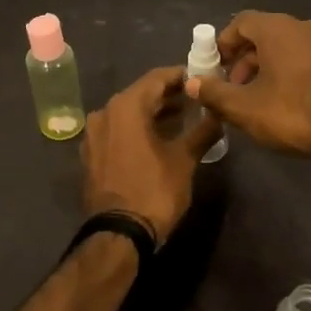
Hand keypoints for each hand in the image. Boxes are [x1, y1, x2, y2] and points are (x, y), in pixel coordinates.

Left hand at [81, 66, 222, 242]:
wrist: (119, 234)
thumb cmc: (154, 190)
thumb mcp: (184, 159)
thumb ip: (203, 131)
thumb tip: (219, 115)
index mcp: (125, 106)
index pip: (157, 78)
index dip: (182, 76)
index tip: (203, 78)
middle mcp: (104, 113)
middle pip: (141, 94)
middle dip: (169, 95)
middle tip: (197, 99)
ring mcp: (94, 134)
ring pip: (129, 113)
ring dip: (154, 113)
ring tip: (184, 118)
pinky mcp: (92, 154)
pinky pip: (118, 131)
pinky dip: (138, 129)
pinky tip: (159, 138)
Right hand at [183, 11, 310, 161]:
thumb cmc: (292, 112)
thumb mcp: (244, 108)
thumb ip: (214, 93)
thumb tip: (192, 83)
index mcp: (278, 29)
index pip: (242, 22)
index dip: (224, 43)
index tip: (215, 67)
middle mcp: (304, 27)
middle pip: (265, 35)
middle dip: (244, 60)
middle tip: (233, 88)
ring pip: (287, 48)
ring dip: (267, 68)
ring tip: (258, 99)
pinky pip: (307, 60)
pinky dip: (291, 73)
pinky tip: (287, 102)